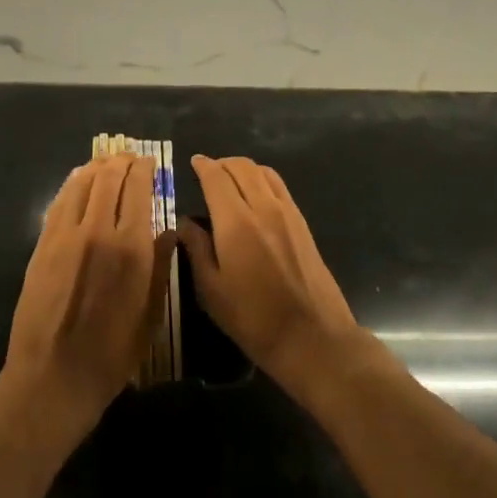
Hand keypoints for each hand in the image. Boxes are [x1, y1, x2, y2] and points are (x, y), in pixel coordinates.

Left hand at [4, 153, 175, 448]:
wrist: (54, 375)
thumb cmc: (113, 352)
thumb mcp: (151, 312)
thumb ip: (160, 265)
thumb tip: (168, 231)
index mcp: (131, 247)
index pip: (138, 189)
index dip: (145, 169)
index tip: (150, 162)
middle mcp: (97, 230)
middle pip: (109, 179)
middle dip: (122, 162)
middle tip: (130, 157)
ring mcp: (65, 236)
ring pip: (81, 184)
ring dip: (96, 167)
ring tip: (106, 162)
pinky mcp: (43, 246)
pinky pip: (59, 203)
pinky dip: (72, 185)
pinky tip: (78, 180)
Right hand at [179, 156, 362, 397]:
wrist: (312, 336)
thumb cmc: (253, 318)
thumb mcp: (212, 290)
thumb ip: (196, 249)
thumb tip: (185, 223)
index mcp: (236, 222)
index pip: (216, 178)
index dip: (203, 166)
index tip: (193, 162)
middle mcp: (263, 208)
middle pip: (243, 167)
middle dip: (222, 163)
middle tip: (208, 171)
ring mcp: (288, 213)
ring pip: (264, 172)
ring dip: (244, 168)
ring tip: (230, 180)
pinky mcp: (303, 224)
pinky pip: (280, 187)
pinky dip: (263, 180)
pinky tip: (255, 196)